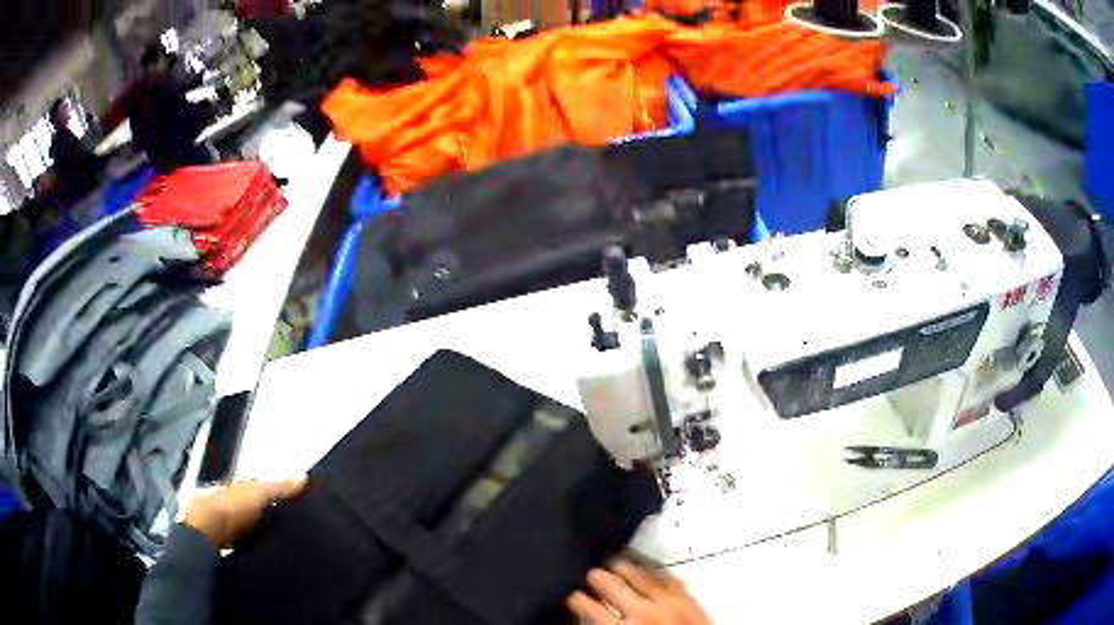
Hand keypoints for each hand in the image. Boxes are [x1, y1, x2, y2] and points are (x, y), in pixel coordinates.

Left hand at [183, 477, 306, 547]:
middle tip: (293, 523)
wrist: (206, 532)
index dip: (276, 493)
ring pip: (249, 523)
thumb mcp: (259, 494)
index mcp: (240, 487)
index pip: (260, 487)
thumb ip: (279, 487)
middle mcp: (232, 500)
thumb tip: (304, 475)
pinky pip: (245, 541)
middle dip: (268, 511)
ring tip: (282, 540)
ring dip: (261, 529)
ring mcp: (227, 521)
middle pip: (254, 505)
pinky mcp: (227, 542)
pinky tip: (264, 551)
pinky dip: (254, 544)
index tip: (296, 502)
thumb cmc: (232, 508)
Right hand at [567, 560, 711, 623]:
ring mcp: (667, 600)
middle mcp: (640, 611)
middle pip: (610, 584)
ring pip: (637, 573)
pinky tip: (648, 566)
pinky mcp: (688, 596)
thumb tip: (585, 617)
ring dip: (622, 566)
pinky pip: (667, 575)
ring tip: (614, 561)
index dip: (576, 599)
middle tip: (591, 574)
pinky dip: (654, 569)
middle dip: (596, 577)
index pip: (586, 606)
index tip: (572, 595)